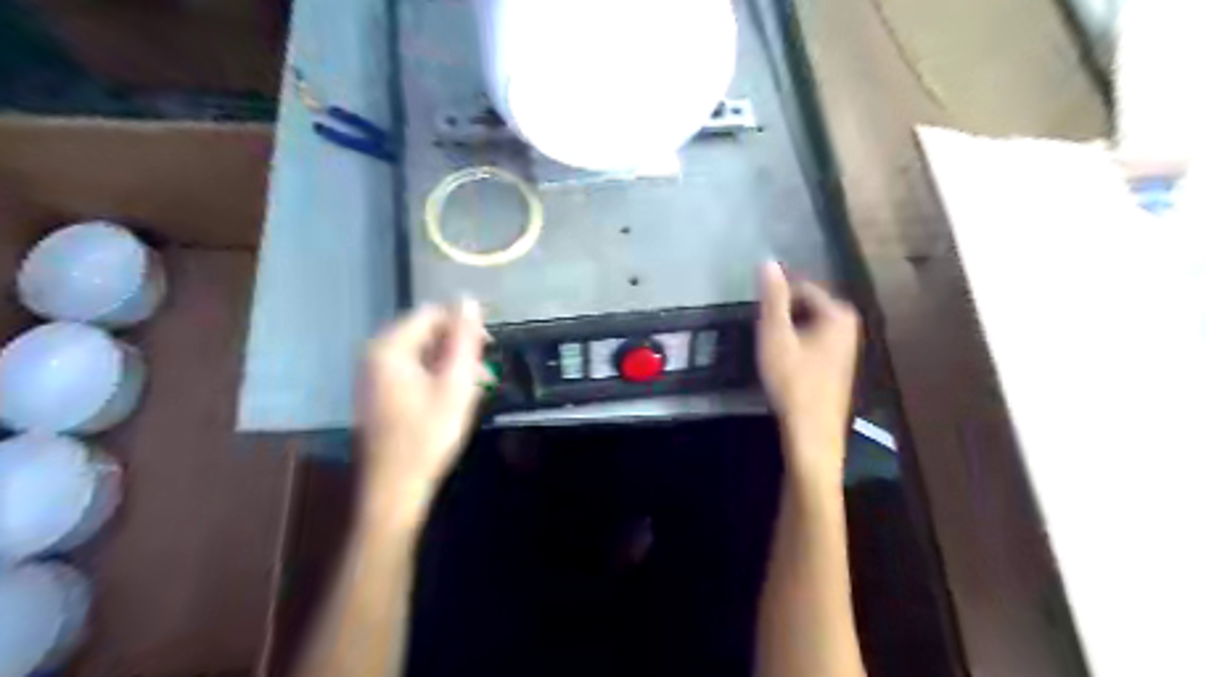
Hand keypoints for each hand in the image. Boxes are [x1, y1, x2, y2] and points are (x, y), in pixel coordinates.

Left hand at [356, 299, 489, 496]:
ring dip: (450, 364)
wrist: (396, 486)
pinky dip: (435, 377)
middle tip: (483, 373)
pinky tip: (452, 398)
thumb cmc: (429, 434)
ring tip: (473, 388)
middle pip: (425, 332)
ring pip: (421, 352)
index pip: (432, 314)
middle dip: (457, 347)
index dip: (463, 325)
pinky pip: (412, 370)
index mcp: (389, 348)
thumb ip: (464, 339)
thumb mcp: (456, 383)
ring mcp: (373, 375)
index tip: (487, 349)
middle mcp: (375, 354)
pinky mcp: (378, 393)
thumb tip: (469, 300)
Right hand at [757, 262, 862, 478]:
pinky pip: (814, 341)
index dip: (777, 296)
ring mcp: (846, 346)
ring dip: (788, 330)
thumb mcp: (776, 335)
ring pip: (809, 324)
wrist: (812, 432)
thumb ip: (772, 298)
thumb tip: (767, 261)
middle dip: (783, 313)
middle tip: (761, 331)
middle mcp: (848, 325)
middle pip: (807, 305)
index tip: (756, 312)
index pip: (802, 287)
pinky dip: (798, 344)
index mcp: (838, 313)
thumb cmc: (793, 381)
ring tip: (769, 347)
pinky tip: (784, 362)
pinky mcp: (839, 364)